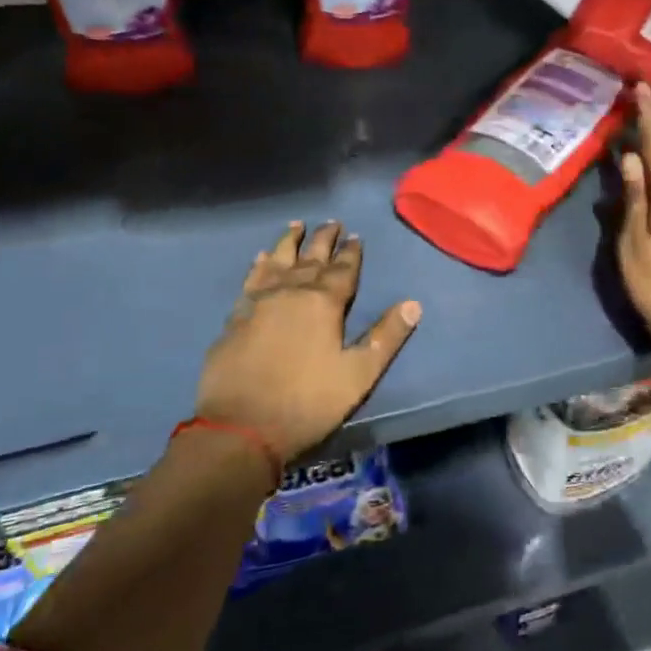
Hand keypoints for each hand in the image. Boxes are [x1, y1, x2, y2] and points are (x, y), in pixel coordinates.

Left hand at [197, 221, 421, 461]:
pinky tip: (260, 258)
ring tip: (296, 226)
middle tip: (332, 223)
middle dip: (323, 239)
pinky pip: (251, 281)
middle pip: (310, 258)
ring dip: (288, 242)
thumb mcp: (358, 374)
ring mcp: (259, 303)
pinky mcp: (235, 318)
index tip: (356, 236)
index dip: (351, 252)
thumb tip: (414, 304)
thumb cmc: (308, 403)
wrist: (240, 428)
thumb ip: (386, 337)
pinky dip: (258, 266)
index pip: (343, 269)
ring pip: (277, 261)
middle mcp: (291, 292)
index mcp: (324, 303)